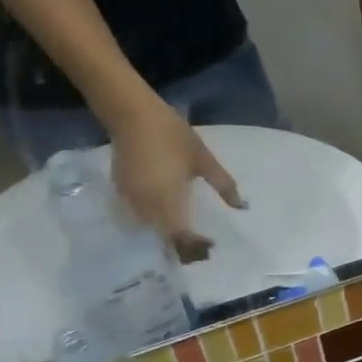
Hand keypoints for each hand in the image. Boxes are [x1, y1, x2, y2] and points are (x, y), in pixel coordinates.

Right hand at [107, 98, 243, 262]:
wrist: (132, 115)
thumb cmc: (172, 135)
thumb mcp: (203, 159)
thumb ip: (223, 185)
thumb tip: (241, 206)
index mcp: (167, 197)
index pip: (179, 233)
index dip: (193, 245)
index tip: (210, 246)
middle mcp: (146, 204)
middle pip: (162, 235)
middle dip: (181, 244)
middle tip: (200, 246)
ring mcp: (129, 199)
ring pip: (149, 227)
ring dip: (166, 234)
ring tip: (186, 236)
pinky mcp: (119, 191)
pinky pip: (137, 215)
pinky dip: (153, 220)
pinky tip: (166, 217)